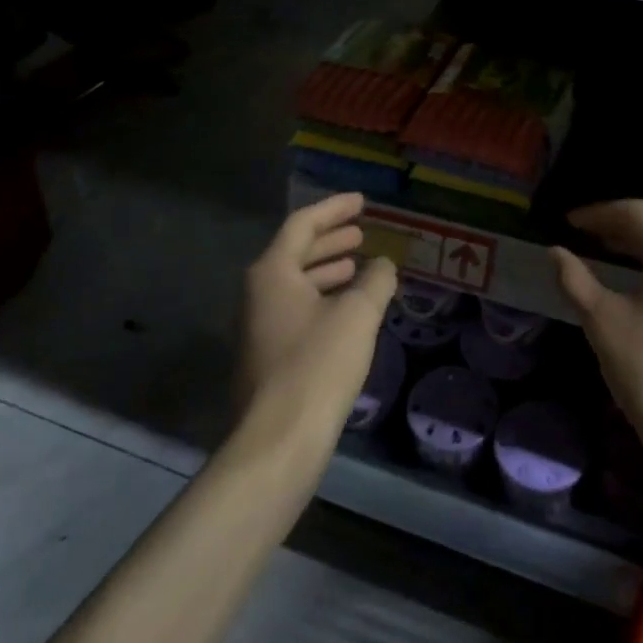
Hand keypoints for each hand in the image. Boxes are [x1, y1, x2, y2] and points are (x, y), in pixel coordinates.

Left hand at [238, 193, 397, 445]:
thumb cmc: (318, 364)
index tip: (363, 202)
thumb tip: (384, 264)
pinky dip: (323, 299)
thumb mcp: (358, 315)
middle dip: (331, 240)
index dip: (335, 209)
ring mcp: (258, 326)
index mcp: (272, 273)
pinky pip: (297, 310)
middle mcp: (258, 293)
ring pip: (297, 284)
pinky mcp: (267, 355)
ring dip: (328, 271)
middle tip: (362, 233)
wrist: (279, 440)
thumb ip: (375, 281)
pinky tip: (349, 311)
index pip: (303, 224)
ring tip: (360, 268)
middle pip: (296, 253)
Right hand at [551, 200, 642, 477]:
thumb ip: (575, 279)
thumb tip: (556, 252)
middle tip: (583, 238)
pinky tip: (642, 290)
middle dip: (618, 229)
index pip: (634, 212)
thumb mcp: (603, 322)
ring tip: (607, 259)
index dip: (597, 213)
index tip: (569, 223)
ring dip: (640, 250)